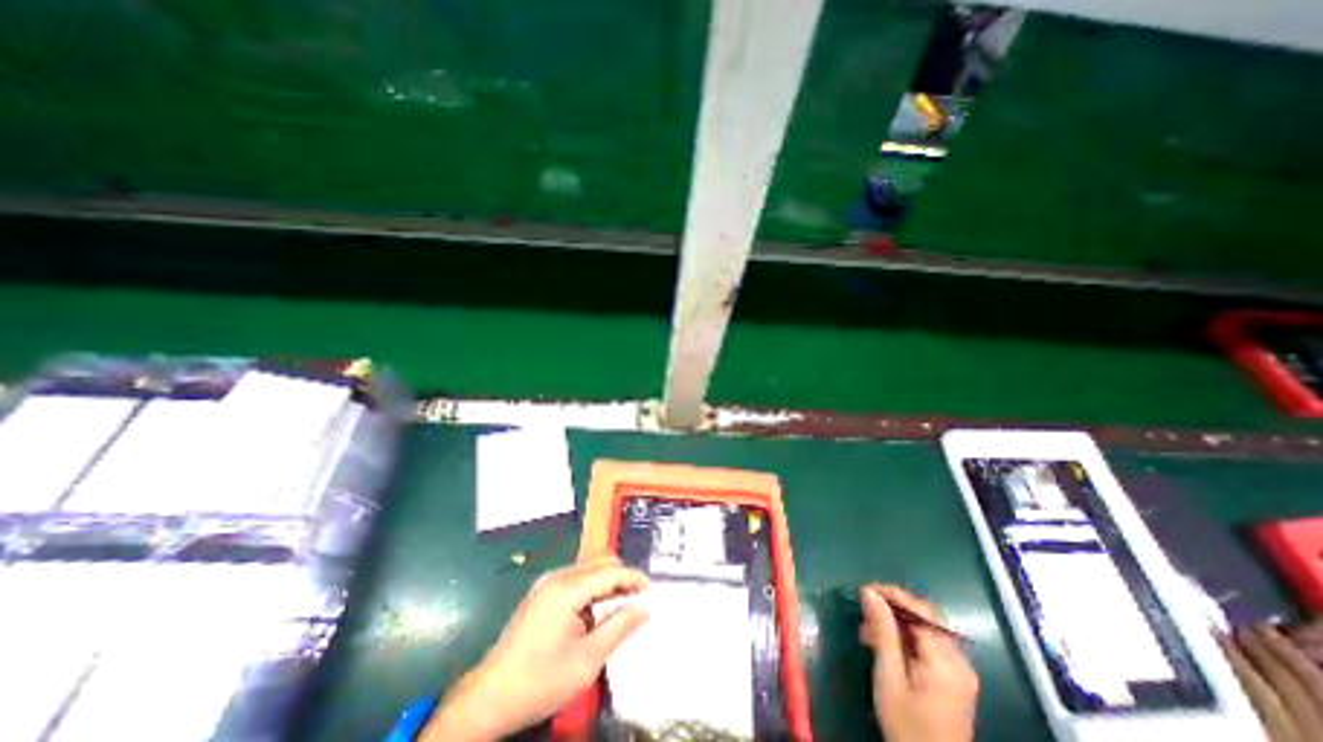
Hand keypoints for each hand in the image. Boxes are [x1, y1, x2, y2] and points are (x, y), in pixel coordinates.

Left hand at [423, 558, 648, 739]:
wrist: (488, 699)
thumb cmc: (540, 680)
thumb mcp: (587, 659)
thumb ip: (619, 628)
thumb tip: (645, 609)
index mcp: (568, 588)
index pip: (611, 572)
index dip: (634, 578)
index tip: (653, 590)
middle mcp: (557, 577)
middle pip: (599, 565)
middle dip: (622, 577)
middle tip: (641, 597)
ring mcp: (546, 584)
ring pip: (588, 571)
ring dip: (607, 583)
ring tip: (624, 604)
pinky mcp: (540, 594)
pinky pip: (575, 581)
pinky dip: (592, 590)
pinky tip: (598, 611)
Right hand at [865, 584, 974, 741]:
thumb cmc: (907, 725)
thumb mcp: (889, 677)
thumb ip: (882, 631)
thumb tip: (869, 592)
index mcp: (946, 661)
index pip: (921, 611)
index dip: (893, 594)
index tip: (865, 590)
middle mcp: (959, 661)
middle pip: (927, 616)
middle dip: (895, 606)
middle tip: (866, 608)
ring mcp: (960, 670)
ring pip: (927, 627)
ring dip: (898, 622)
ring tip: (869, 629)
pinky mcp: (955, 678)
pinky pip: (930, 643)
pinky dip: (907, 636)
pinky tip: (886, 643)